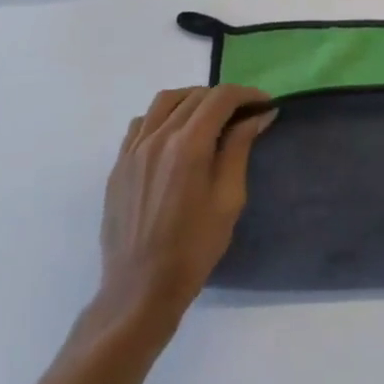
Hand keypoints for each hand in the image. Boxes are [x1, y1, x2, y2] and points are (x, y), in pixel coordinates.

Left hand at [98, 85, 275, 324]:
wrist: (140, 288)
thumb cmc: (194, 248)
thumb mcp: (228, 199)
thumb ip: (239, 149)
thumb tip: (257, 116)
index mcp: (188, 145)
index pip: (220, 98)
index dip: (247, 94)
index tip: (265, 104)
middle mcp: (157, 137)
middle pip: (194, 96)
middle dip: (224, 98)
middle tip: (244, 115)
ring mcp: (133, 149)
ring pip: (164, 101)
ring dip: (192, 100)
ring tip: (210, 118)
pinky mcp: (119, 163)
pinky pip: (142, 122)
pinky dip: (163, 116)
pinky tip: (175, 135)